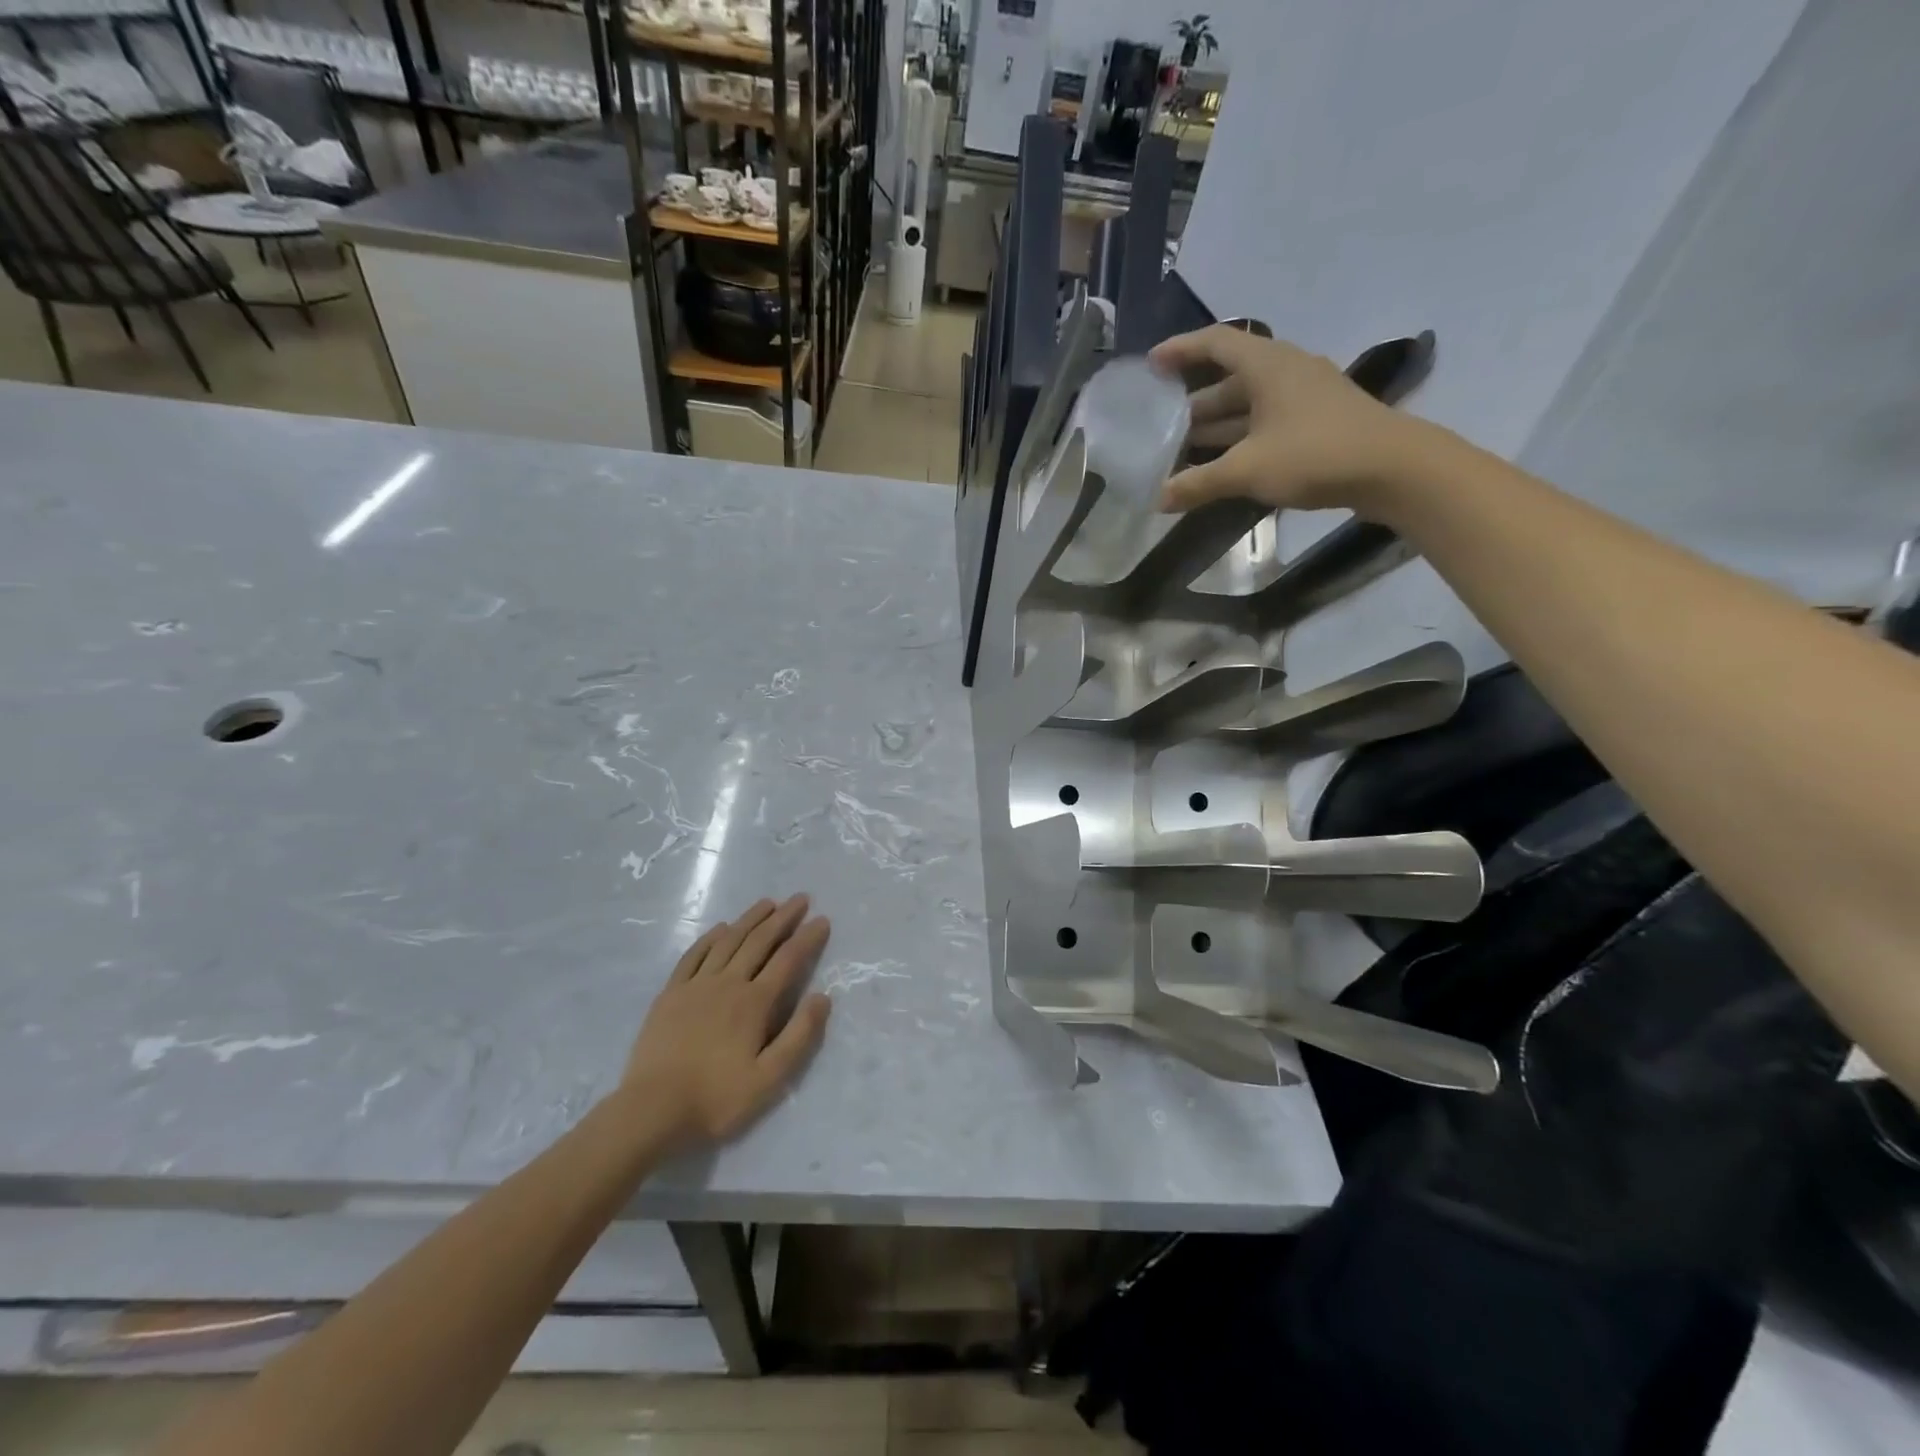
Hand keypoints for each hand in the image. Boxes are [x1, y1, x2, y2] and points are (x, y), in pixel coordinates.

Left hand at [619, 895, 831, 1147]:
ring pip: (728, 941)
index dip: (807, 938)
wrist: (651, 1110)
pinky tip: (721, 928)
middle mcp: (728, 983)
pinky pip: (694, 955)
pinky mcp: (671, 993)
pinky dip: (711, 937)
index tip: (822, 920)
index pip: (788, 960)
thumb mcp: (769, 1079)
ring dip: (750, 919)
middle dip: (783, 917)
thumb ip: (800, 1036)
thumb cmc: (716, 1099)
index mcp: (754, 1003)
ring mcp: (696, 985)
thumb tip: (823, 996)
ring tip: (768, 903)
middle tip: (800, 898)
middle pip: (759, 941)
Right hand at [1148, 326, 1438, 514]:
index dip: (1181, 350)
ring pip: (1248, 403)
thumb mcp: (1247, 470)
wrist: (1393, 469)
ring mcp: (1304, 396)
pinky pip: (1266, 421)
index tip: (1151, 365)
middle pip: (1229, 378)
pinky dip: (1240, 437)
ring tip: (1183, 448)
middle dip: (1193, 401)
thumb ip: (1199, 483)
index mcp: (1267, 365)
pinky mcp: (1317, 421)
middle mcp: (1285, 371)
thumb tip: (1157, 499)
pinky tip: (1224, 463)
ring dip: (1216, 424)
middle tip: (1161, 423)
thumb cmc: (1315, 454)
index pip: (1216, 343)